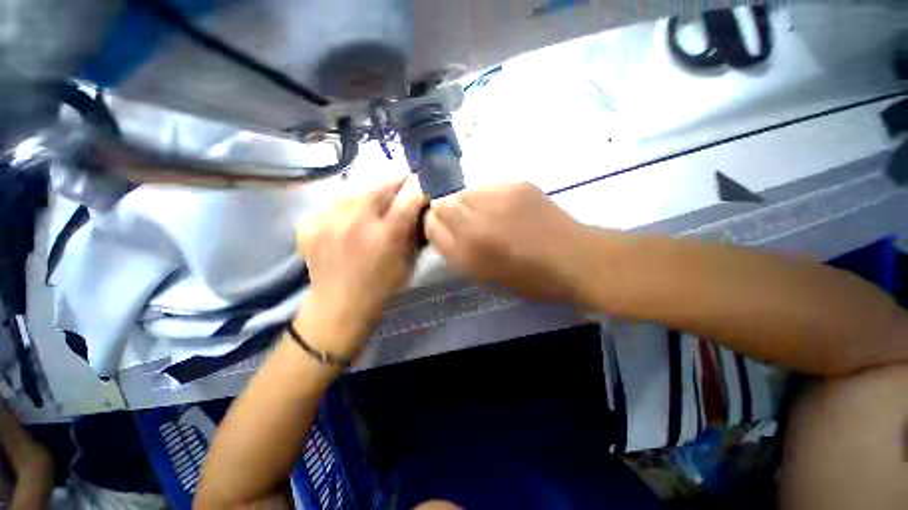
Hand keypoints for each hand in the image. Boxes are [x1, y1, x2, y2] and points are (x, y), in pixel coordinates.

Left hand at [295, 177, 425, 356]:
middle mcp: (357, 222)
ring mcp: (328, 222)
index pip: (409, 198)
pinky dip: (341, 206)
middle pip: (378, 186)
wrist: (339, 306)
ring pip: (351, 189)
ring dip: (367, 190)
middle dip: (394, 181)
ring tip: (372, 199)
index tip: (423, 184)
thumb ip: (413, 233)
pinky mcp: (309, 226)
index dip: (419, 187)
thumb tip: (417, 210)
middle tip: (400, 182)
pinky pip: (329, 204)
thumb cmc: (382, 287)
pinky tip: (346, 217)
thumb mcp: (408, 263)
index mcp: (386, 235)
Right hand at [425, 183, 589, 302]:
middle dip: (448, 213)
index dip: (435, 226)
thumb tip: (443, 229)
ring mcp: (497, 199)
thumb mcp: (484, 276)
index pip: (431, 226)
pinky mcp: (516, 184)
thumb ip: (457, 252)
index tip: (445, 231)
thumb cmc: (528, 279)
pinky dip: (488, 196)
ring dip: (468, 203)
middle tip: (467, 223)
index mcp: (467, 252)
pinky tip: (505, 208)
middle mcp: (476, 222)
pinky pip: (487, 186)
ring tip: (488, 214)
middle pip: (442, 204)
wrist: (574, 259)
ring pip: (464, 192)